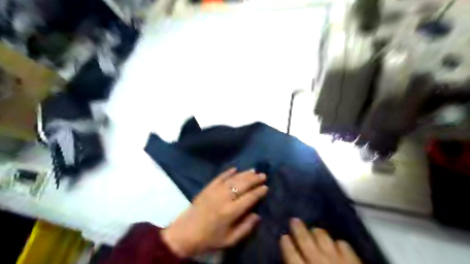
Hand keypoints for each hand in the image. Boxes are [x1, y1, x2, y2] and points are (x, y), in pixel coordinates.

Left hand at [161, 169, 265, 257]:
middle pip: (243, 185)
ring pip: (233, 179)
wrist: (185, 234)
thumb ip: (245, 228)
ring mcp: (215, 191)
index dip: (259, 192)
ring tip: (253, 170)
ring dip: (244, 174)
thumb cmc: (209, 239)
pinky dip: (228, 172)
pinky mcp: (207, 187)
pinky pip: (220, 177)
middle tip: (263, 175)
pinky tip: (235, 168)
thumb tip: (257, 215)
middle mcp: (224, 198)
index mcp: (231, 212)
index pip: (249, 198)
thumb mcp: (229, 240)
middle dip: (254, 179)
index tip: (266, 187)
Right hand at [280, 218, 359, 263]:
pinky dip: (337, 243)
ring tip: (314, 230)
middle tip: (294, 220)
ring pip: (323, 236)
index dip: (286, 244)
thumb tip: (289, 263)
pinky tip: (336, 245)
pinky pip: (343, 244)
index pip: (291, 253)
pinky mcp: (353, 260)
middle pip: (305, 239)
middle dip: (298, 229)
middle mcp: (318, 261)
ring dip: (316, 232)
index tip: (284, 237)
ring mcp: (336, 259)